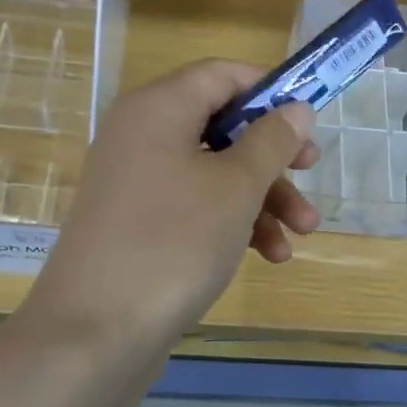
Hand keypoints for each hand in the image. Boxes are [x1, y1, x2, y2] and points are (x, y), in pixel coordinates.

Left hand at [31, 60, 319, 343]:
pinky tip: (268, 254)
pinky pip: (195, 206)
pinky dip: (233, 223)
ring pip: (214, 172)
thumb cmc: (174, 241)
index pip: (221, 74)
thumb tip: (296, 108)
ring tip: (302, 233)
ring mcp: (137, 183)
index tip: (307, 119)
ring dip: (263, 198)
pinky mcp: (139, 224)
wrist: (95, 332)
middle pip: (222, 126)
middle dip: (273, 155)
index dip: (269, 90)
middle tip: (311, 172)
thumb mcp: (236, 186)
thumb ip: (272, 141)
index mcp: (159, 109)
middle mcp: (142, 136)